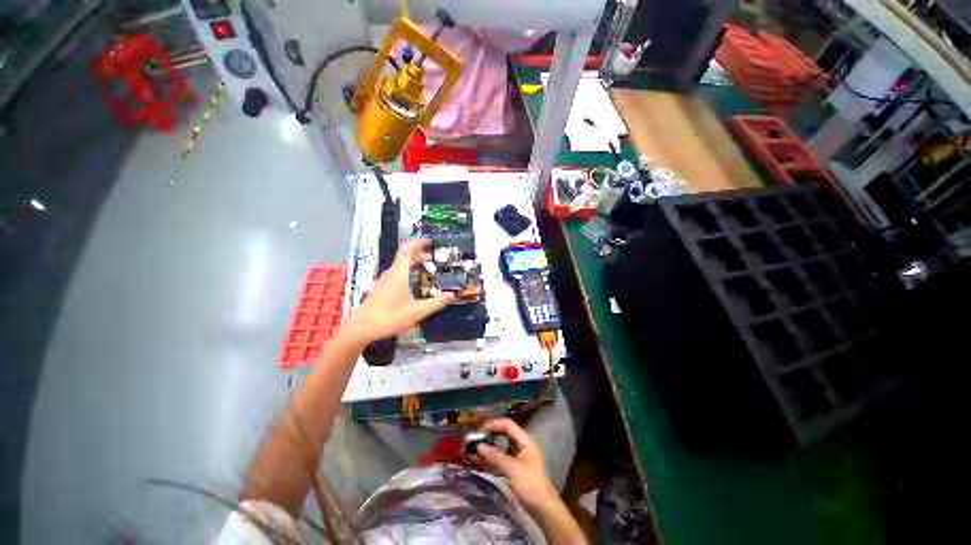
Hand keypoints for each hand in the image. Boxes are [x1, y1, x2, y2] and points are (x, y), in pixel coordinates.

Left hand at [341, 239, 453, 347]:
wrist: (360, 328)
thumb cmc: (388, 317)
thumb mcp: (417, 312)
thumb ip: (435, 303)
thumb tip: (451, 295)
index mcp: (399, 273)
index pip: (407, 250)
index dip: (418, 242)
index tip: (429, 241)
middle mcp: (390, 274)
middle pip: (404, 256)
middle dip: (418, 253)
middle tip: (432, 256)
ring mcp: (383, 281)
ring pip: (399, 265)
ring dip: (412, 262)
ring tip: (425, 266)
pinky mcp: (380, 288)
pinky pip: (396, 273)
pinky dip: (406, 271)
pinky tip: (412, 282)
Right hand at [477, 418, 557, 511]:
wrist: (543, 508)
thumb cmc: (530, 484)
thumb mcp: (512, 468)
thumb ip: (495, 456)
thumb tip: (479, 446)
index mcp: (526, 440)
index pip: (508, 425)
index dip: (495, 424)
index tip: (481, 429)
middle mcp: (524, 444)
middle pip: (507, 433)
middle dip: (493, 433)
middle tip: (479, 438)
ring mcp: (522, 456)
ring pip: (505, 444)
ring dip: (494, 444)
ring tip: (480, 447)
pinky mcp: (519, 466)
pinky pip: (506, 455)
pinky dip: (496, 455)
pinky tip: (488, 459)